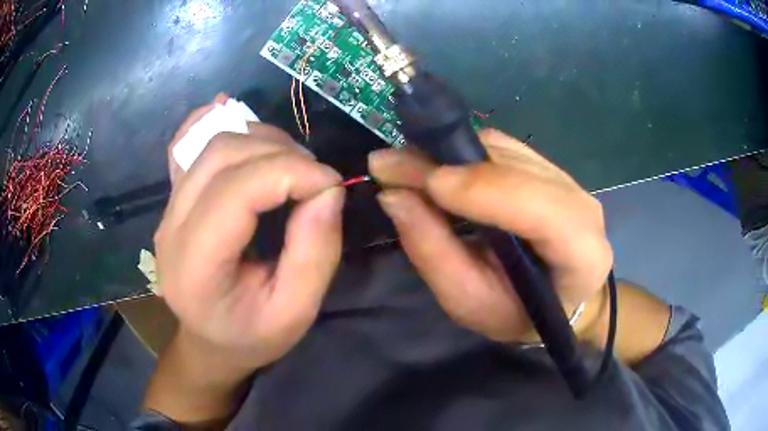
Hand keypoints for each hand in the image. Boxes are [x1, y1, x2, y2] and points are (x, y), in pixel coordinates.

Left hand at [154, 100, 344, 370]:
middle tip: (315, 179)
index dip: (291, 173)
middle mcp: (171, 228)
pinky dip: (215, 122)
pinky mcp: (173, 197)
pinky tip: (239, 122)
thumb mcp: (295, 312)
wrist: (210, 341)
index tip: (332, 184)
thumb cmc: (252, 336)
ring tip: (292, 167)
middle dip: (280, 153)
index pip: (237, 191)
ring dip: (261, 142)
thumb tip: (329, 189)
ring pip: (212, 144)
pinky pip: (187, 144)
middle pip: (222, 155)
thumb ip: (315, 252)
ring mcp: (167, 208)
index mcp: (196, 266)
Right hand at [369, 129, 612, 341]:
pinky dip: (459, 153)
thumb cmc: (518, 314)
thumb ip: (434, 254)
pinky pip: (497, 146)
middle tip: (386, 165)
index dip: (481, 188)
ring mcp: (564, 177)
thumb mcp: (471, 303)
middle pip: (512, 166)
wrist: (558, 297)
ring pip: (500, 149)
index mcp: (579, 251)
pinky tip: (433, 167)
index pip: (538, 207)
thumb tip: (394, 197)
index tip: (422, 185)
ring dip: (446, 154)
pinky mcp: (545, 165)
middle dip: (445, 162)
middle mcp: (579, 202)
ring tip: (403, 168)